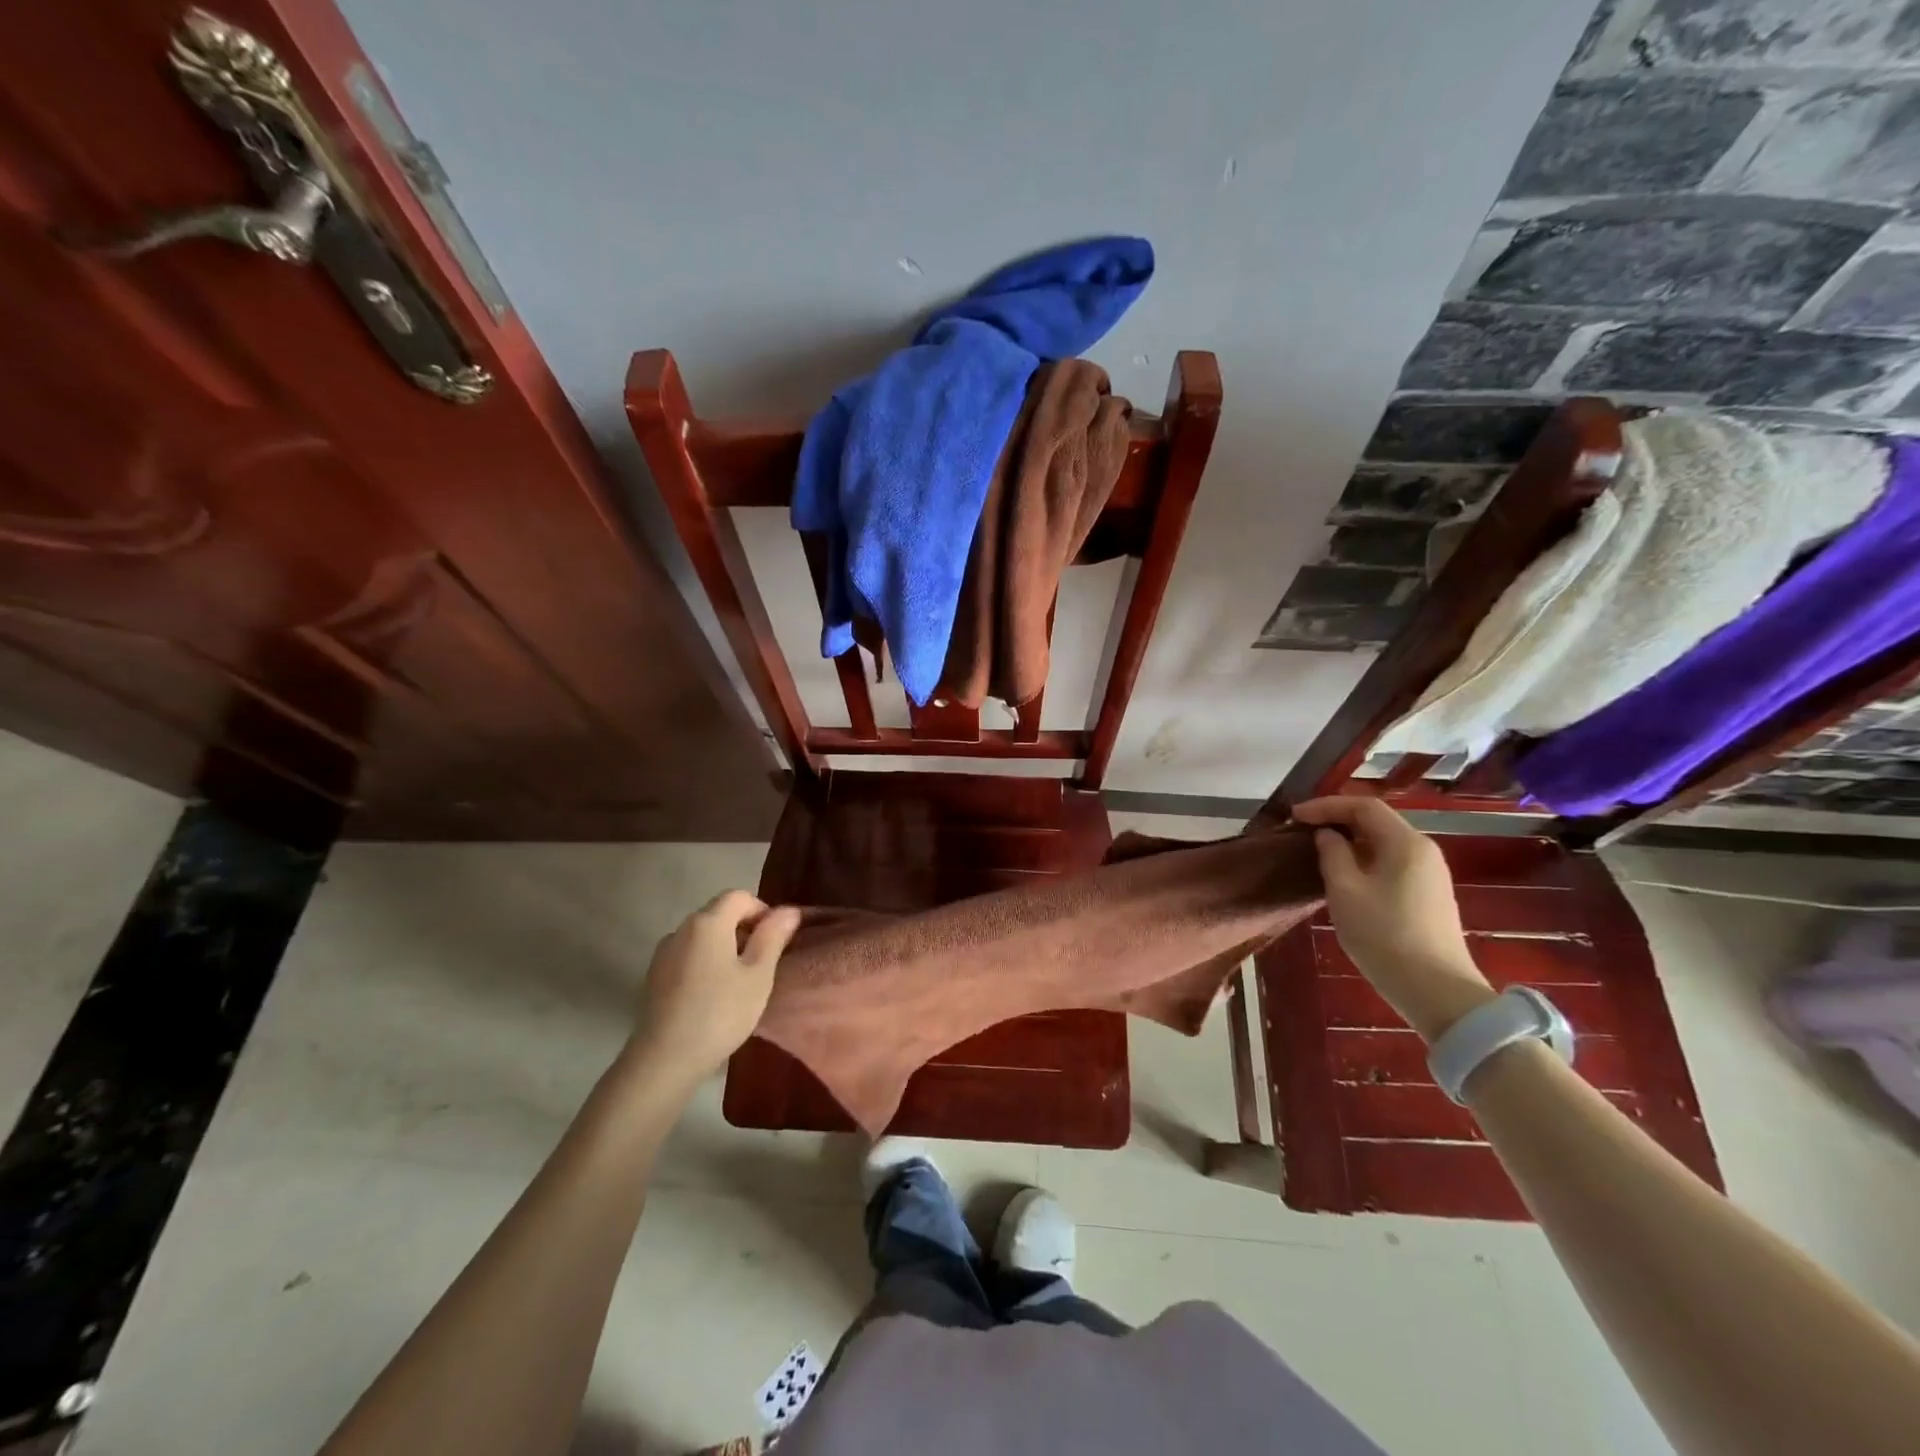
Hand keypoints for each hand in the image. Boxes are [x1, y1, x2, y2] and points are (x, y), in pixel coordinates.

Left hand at [627, 891, 801, 1087]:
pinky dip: (705, 963)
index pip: (740, 896)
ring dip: (724, 947)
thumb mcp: (758, 974)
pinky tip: (713, 994)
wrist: (664, 1059)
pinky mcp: (654, 976)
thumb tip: (788, 911)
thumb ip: (774, 937)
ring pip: (702, 936)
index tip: (776, 940)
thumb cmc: (720, 1012)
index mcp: (708, 922)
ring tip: (740, 981)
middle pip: (719, 913)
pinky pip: (688, 955)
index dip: (763, 911)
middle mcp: (681, 928)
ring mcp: (664, 952)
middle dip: (745, 929)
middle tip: (763, 963)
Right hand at [1293, 797, 1493, 1041]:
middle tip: (1303, 828)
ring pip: (1384, 842)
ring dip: (1350, 840)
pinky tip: (1345, 874)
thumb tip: (1327, 835)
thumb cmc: (1384, 935)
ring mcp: (1430, 874)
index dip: (1326, 806)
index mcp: (1405, 843)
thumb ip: (1332, 855)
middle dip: (1338, 819)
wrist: (1437, 991)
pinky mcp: (1430, 895)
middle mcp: (1423, 850)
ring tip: (1318, 849)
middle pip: (1377, 821)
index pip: (1363, 806)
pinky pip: (1392, 862)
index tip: (1294, 816)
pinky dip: (1364, 858)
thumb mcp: (1345, 891)